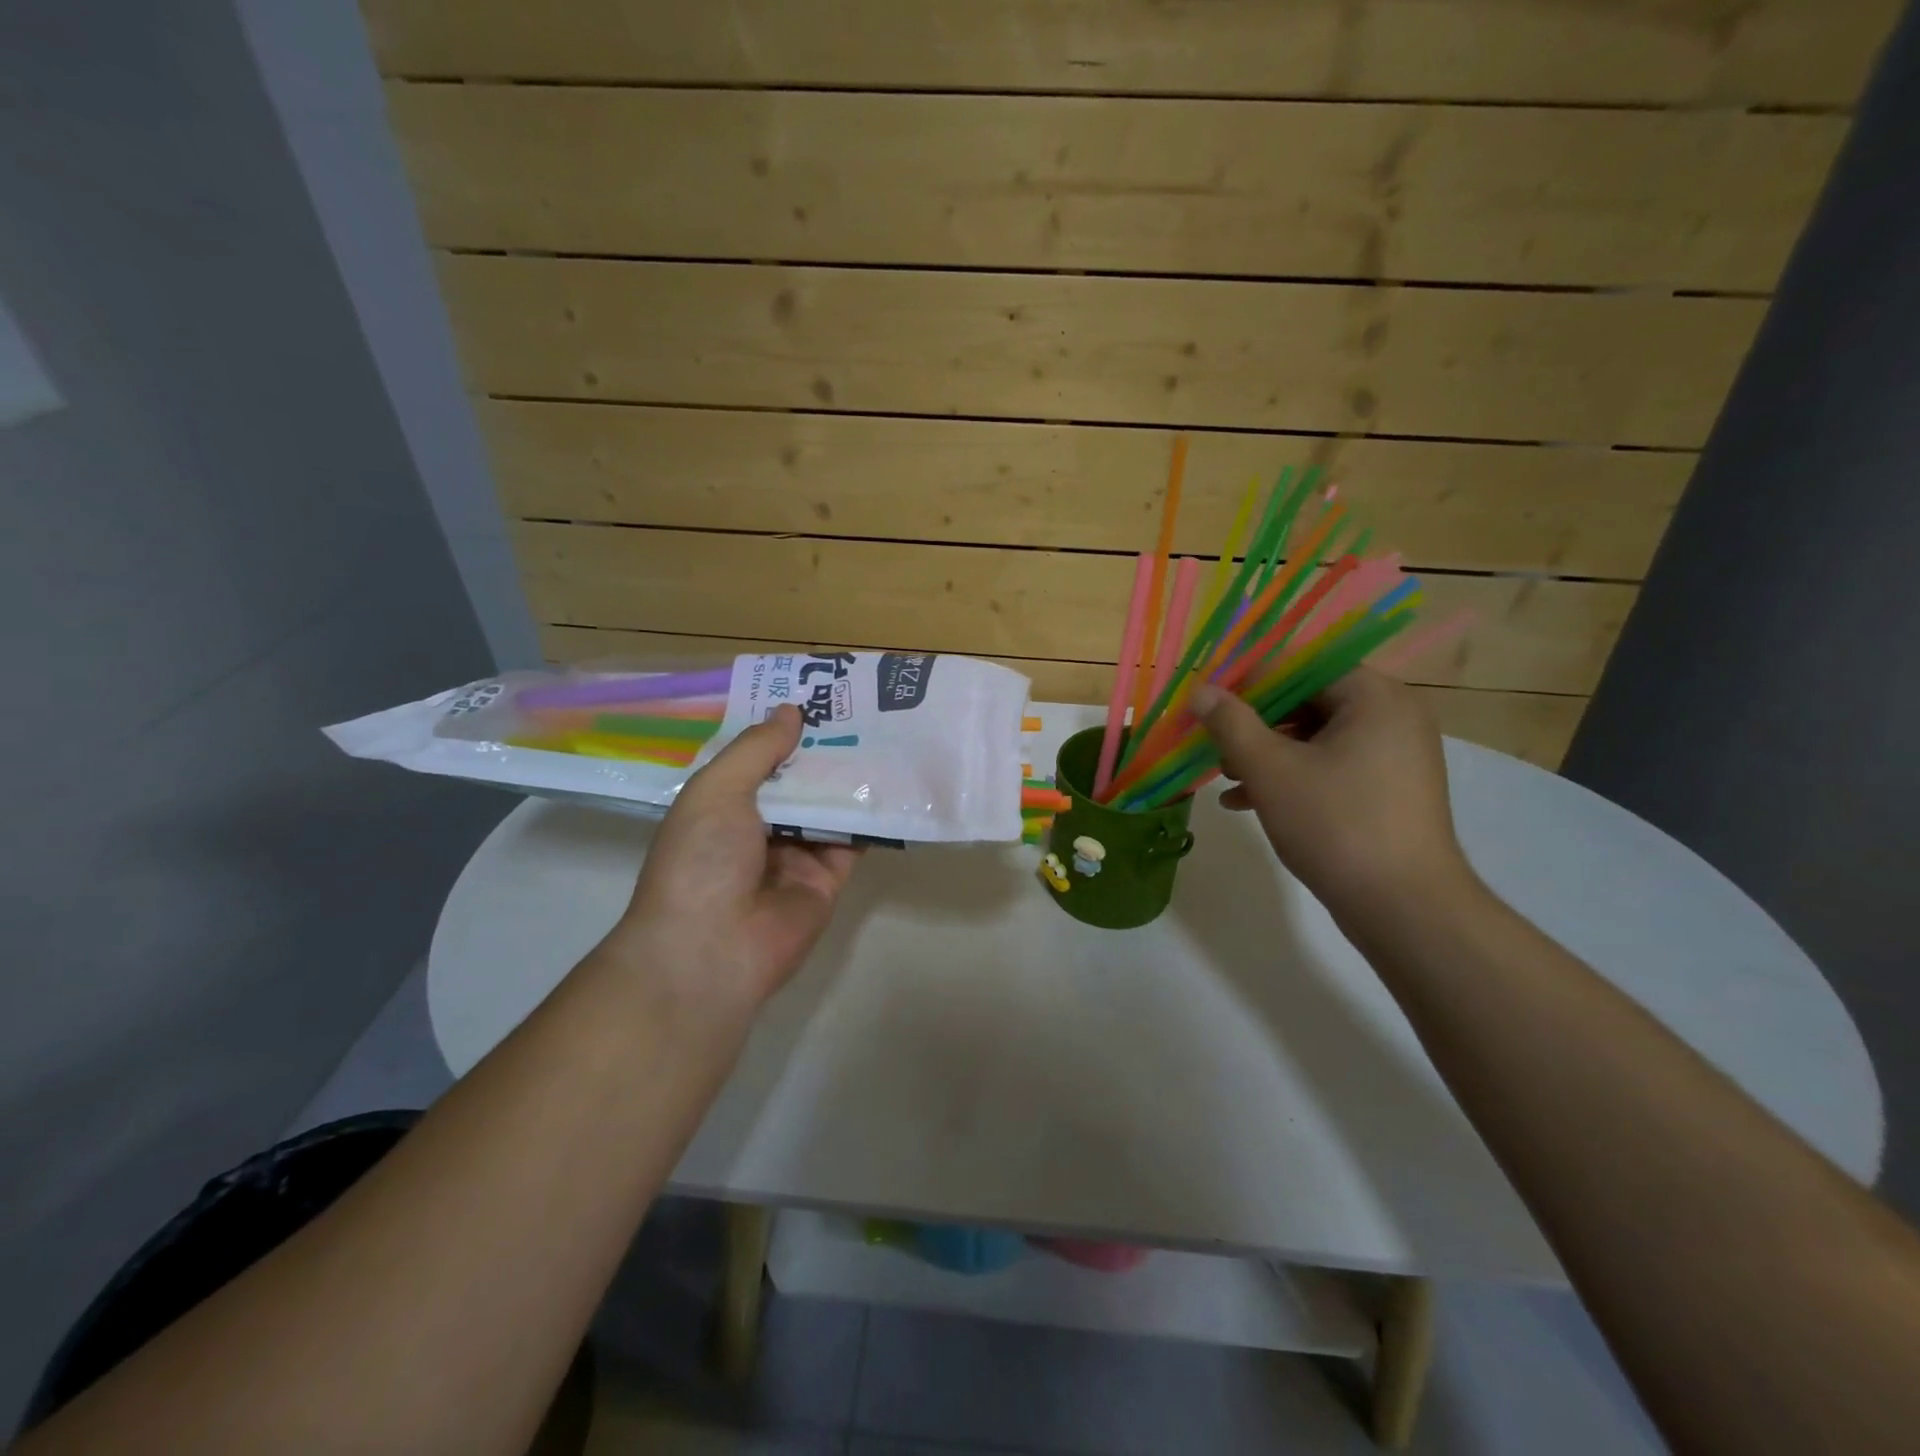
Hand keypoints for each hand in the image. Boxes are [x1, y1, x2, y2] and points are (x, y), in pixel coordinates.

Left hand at [611, 705, 857, 1010]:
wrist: (713, 949)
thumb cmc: (701, 859)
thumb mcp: (718, 790)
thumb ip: (757, 749)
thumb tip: (791, 711)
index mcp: (721, 806)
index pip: (757, 760)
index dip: (782, 730)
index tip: (815, 698)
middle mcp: (757, 828)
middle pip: (797, 782)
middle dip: (822, 750)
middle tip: (862, 710)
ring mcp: (794, 855)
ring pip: (827, 807)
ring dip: (850, 778)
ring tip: (886, 734)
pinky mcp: (827, 879)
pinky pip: (852, 841)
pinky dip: (869, 816)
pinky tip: (893, 782)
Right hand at [1189, 668, 1471, 921]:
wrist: (1404, 907)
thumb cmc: (1335, 824)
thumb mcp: (1270, 769)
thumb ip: (1231, 723)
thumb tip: (1200, 689)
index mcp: (1374, 697)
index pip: (1301, 667)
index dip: (1250, 684)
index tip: (1211, 707)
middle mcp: (1393, 716)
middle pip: (1308, 702)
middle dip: (1255, 725)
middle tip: (1216, 746)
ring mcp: (1395, 756)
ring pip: (1316, 738)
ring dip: (1267, 754)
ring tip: (1226, 779)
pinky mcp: (1389, 790)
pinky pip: (1332, 767)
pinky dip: (1292, 778)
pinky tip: (1247, 803)